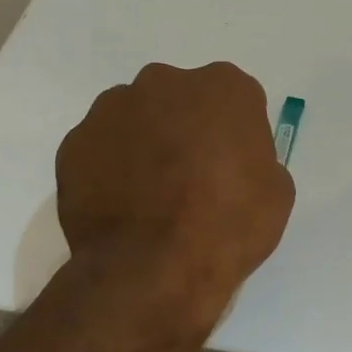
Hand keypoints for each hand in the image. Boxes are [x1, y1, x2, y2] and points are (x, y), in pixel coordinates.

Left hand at [55, 62, 293, 329]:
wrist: (153, 269)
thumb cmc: (227, 226)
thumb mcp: (276, 193)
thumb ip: (257, 159)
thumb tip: (235, 163)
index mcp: (224, 88)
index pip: (236, 99)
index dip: (235, 133)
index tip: (233, 165)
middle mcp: (165, 83)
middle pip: (181, 99)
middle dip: (186, 127)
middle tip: (192, 177)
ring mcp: (112, 109)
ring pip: (136, 118)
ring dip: (146, 143)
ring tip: (151, 196)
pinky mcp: (75, 142)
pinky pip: (101, 147)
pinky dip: (111, 167)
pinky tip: (122, 206)